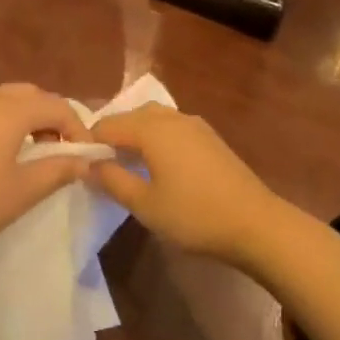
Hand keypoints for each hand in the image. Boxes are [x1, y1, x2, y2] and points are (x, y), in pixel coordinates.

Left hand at [0, 83, 93, 274]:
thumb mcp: (23, 191)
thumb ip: (58, 169)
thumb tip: (85, 161)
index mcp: (9, 109)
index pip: (57, 105)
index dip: (78, 128)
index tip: (87, 157)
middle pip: (31, 95)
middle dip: (53, 117)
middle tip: (63, 150)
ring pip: (6, 100)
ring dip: (28, 118)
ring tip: (36, 153)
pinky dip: (4, 122)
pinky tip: (3, 154)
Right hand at [91, 104, 286, 266]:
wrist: (256, 223)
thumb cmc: (194, 215)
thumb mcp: (145, 205)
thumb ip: (113, 181)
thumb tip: (89, 165)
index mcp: (151, 129)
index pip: (107, 125)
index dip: (90, 143)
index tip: (83, 166)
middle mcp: (171, 117)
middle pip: (131, 116)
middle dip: (113, 135)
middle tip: (104, 167)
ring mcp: (194, 124)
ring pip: (153, 118)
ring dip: (136, 134)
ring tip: (130, 164)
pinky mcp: (210, 136)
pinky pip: (172, 126)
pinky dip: (157, 137)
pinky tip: (161, 165)